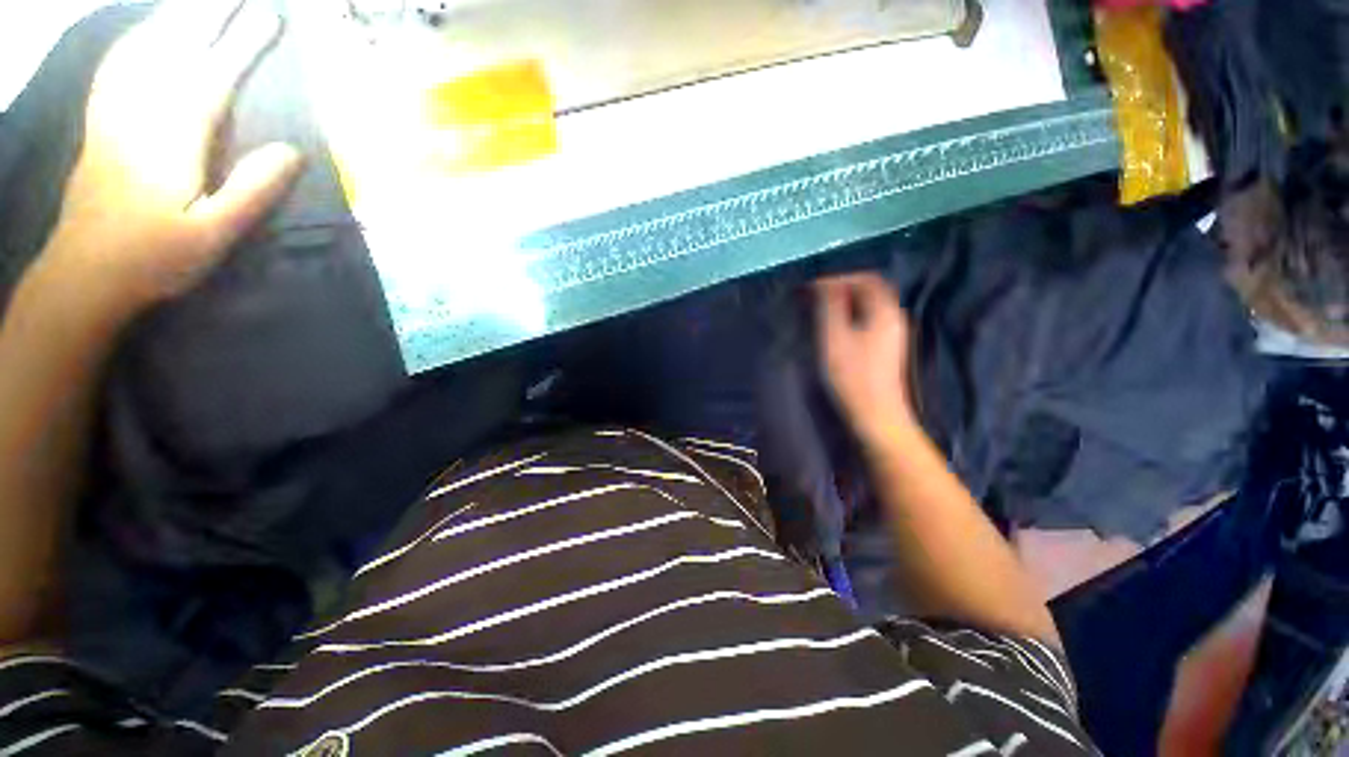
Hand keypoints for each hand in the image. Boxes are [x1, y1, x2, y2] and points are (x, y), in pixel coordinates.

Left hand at [41, 0, 302, 318]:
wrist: (83, 276)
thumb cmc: (154, 260)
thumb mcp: (214, 235)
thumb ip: (251, 191)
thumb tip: (291, 150)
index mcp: (173, 140)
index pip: (213, 78)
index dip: (242, 45)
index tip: (270, 17)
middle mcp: (140, 115)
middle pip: (176, 51)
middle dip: (209, 16)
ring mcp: (114, 116)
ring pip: (144, 51)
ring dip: (173, 21)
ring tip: (197, 3)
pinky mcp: (99, 126)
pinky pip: (115, 68)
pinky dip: (134, 42)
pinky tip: (145, 32)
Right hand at [814, 272, 918, 446]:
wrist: (876, 415)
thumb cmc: (852, 376)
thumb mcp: (835, 337)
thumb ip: (829, 306)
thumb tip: (822, 282)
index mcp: (884, 311)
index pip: (864, 279)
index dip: (837, 278)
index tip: (811, 287)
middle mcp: (893, 317)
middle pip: (869, 290)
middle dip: (841, 288)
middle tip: (814, 296)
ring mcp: (891, 334)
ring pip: (868, 306)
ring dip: (844, 302)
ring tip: (819, 310)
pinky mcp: (884, 349)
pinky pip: (867, 320)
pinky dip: (849, 316)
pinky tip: (833, 328)